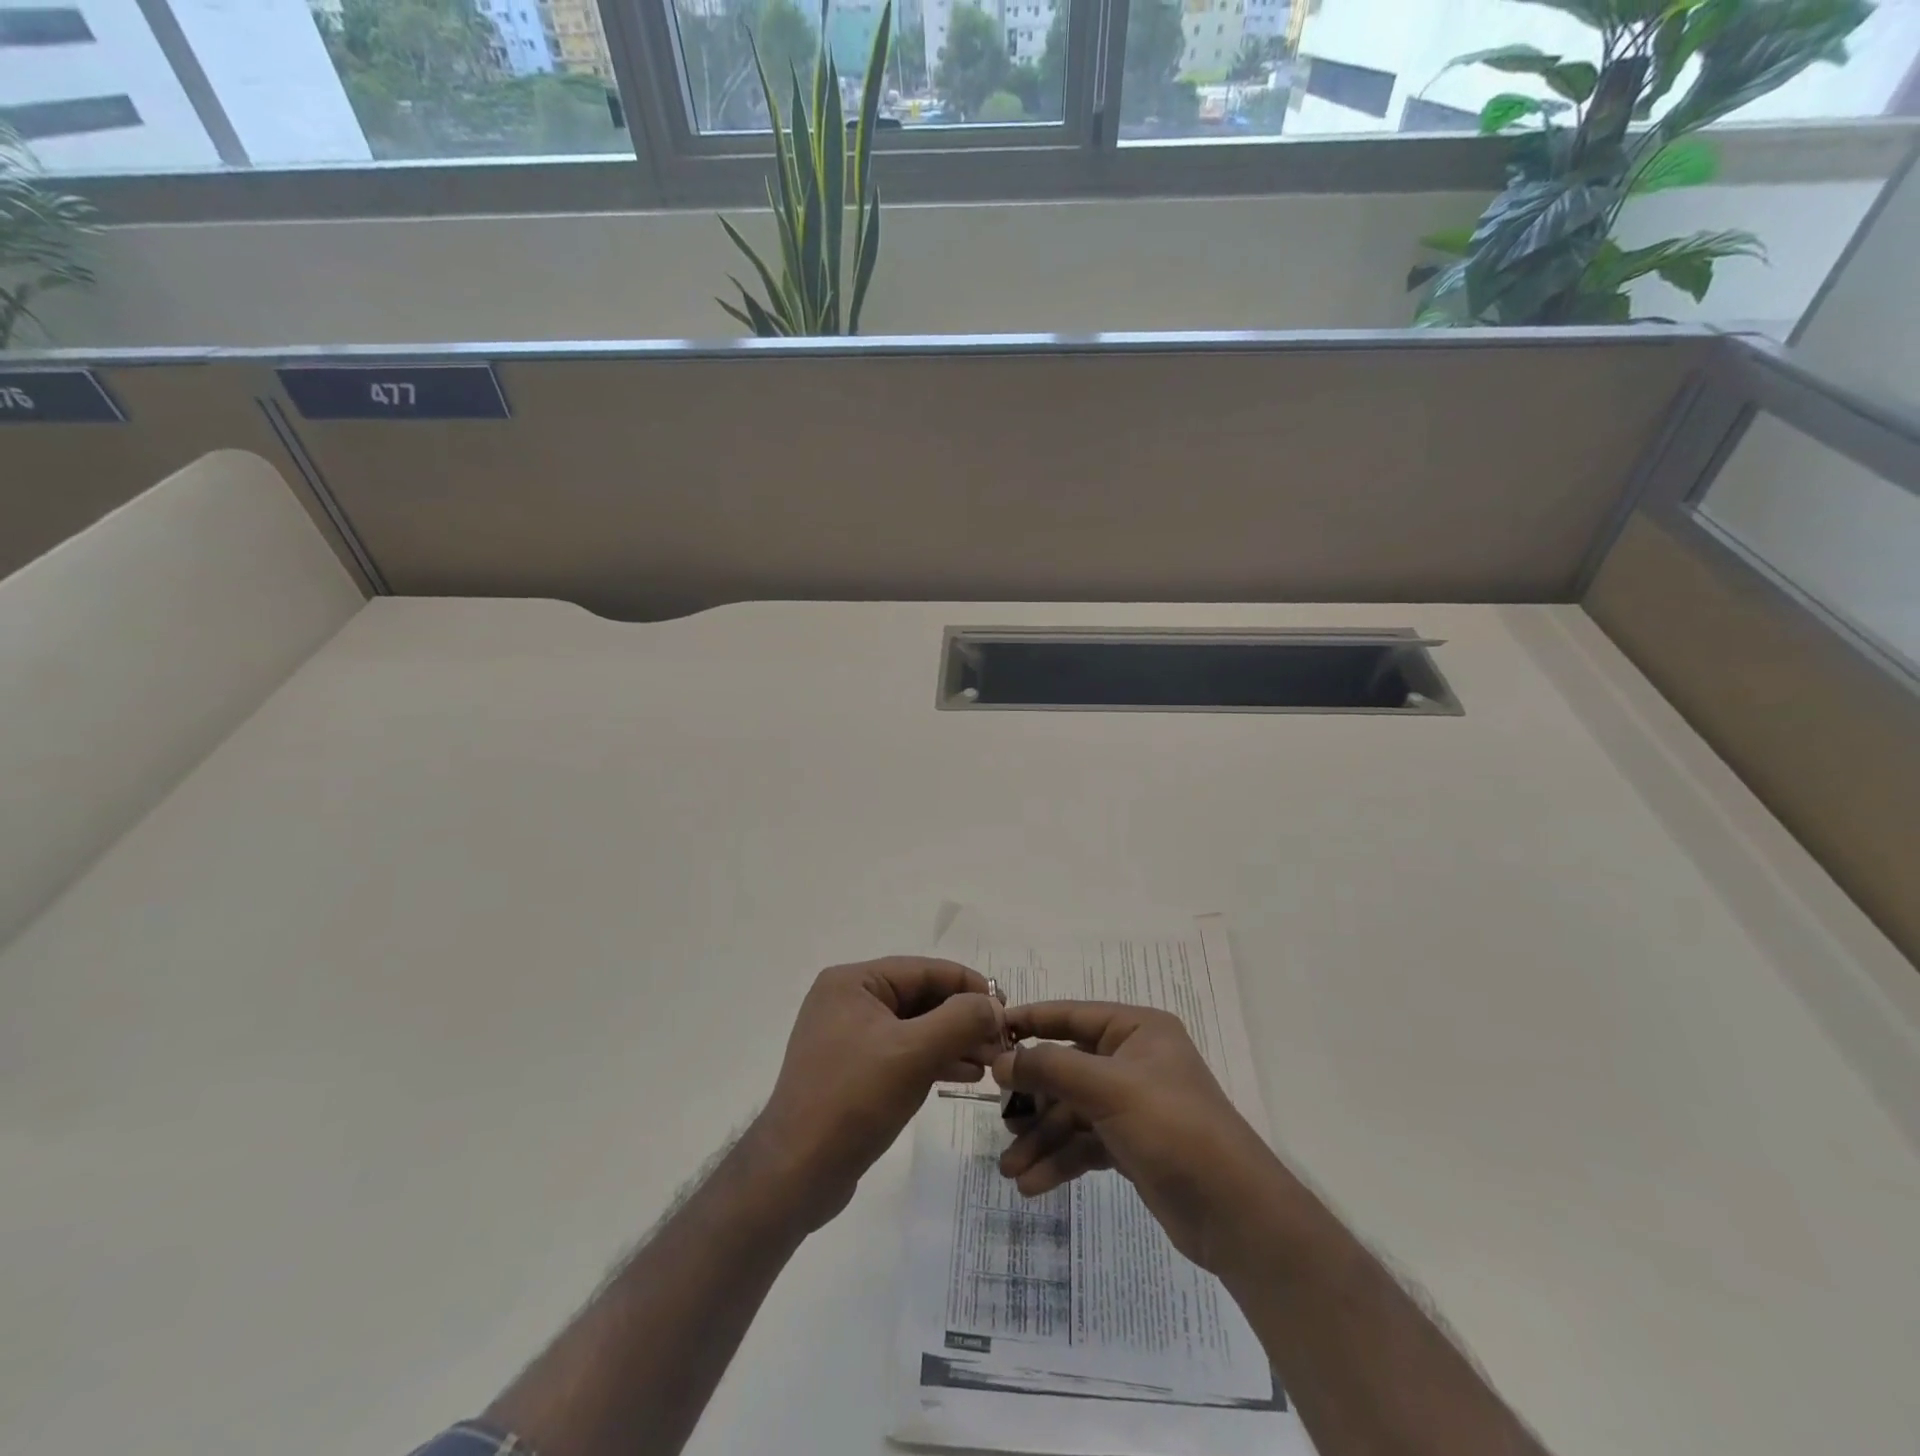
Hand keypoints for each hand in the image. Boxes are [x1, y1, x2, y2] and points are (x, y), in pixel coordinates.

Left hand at [751, 958, 1005, 1228]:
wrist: (796, 1174)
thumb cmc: (854, 1099)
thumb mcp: (914, 1053)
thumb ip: (960, 1020)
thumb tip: (994, 1005)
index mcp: (853, 982)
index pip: (924, 970)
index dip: (969, 986)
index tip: (1006, 1009)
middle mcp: (848, 1000)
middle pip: (921, 998)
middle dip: (963, 1018)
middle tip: (1003, 1042)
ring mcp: (848, 1037)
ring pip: (915, 1027)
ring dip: (954, 1041)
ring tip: (992, 1062)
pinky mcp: (853, 1071)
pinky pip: (903, 1053)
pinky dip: (934, 1060)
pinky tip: (966, 1075)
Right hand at [994, 1002, 1281, 1271]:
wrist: (1235, 1213)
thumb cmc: (1173, 1128)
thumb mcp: (1108, 1088)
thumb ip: (1050, 1068)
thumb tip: (1000, 1059)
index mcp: (1136, 1029)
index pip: (1071, 1015)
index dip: (1029, 1022)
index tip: (987, 1032)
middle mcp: (1133, 1060)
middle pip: (1067, 1068)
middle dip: (1032, 1098)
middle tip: (998, 1117)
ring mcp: (1132, 1104)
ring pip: (1071, 1112)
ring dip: (1041, 1138)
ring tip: (1009, 1169)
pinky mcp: (1132, 1145)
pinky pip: (1084, 1143)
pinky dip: (1060, 1160)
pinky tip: (1033, 1184)